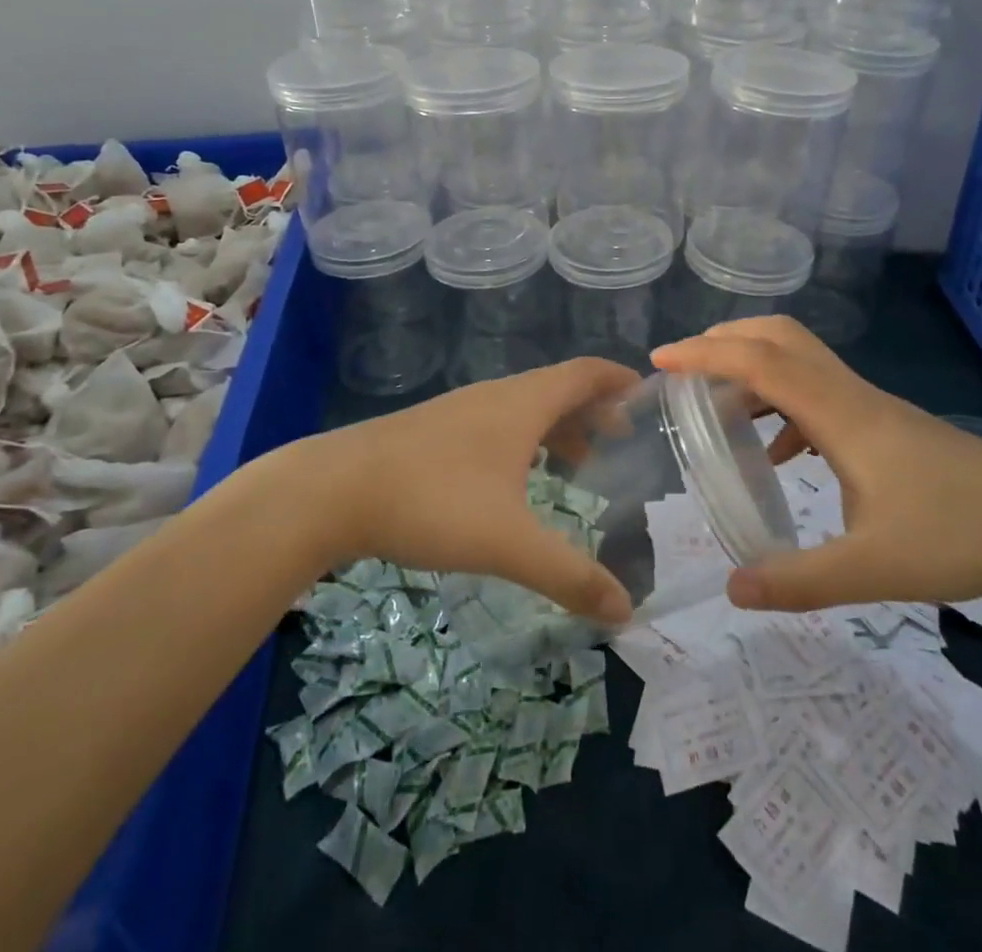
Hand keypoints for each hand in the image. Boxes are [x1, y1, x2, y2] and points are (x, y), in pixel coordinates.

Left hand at [295, 358, 640, 623]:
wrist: (333, 490)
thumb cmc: (432, 501)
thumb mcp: (508, 543)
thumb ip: (570, 576)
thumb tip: (626, 611)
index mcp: (522, 403)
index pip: (584, 372)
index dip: (619, 378)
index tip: (648, 394)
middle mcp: (495, 396)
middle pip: (558, 388)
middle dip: (593, 409)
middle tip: (620, 441)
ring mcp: (461, 410)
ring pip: (524, 407)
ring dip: (556, 426)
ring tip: (577, 463)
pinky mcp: (434, 430)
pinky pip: (497, 423)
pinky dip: (523, 439)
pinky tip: (516, 479)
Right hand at [652, 317, 981, 611]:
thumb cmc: (958, 534)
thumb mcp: (872, 568)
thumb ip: (799, 581)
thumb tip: (732, 589)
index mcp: (838, 413)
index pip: (760, 362)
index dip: (705, 355)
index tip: (660, 361)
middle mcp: (848, 394)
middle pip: (779, 336)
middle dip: (725, 340)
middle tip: (684, 370)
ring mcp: (868, 405)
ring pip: (799, 359)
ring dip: (752, 370)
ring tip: (718, 409)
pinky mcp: (882, 423)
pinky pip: (817, 392)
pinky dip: (782, 405)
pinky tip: (778, 454)